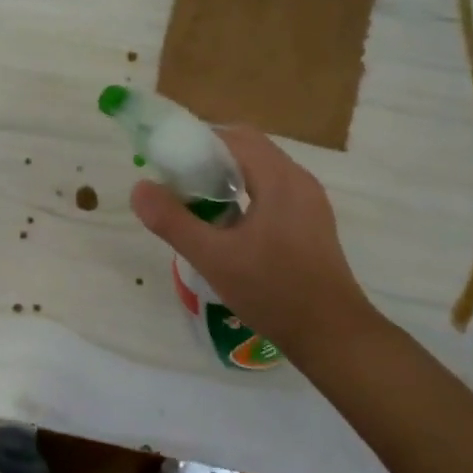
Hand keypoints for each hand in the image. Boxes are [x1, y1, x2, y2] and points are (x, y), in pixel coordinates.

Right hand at [129, 127, 385, 362]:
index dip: (197, 143)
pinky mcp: (313, 221)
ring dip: (229, 177)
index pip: (233, 137)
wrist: (333, 335)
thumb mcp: (213, 258)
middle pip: (248, 149)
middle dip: (210, 159)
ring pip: (262, 170)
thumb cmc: (273, 291)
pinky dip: (248, 194)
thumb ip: (173, 221)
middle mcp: (299, 179)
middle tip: (179, 184)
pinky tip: (230, 226)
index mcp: (279, 178)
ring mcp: (310, 201)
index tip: (168, 164)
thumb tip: (140, 188)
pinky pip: (274, 190)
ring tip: (199, 204)